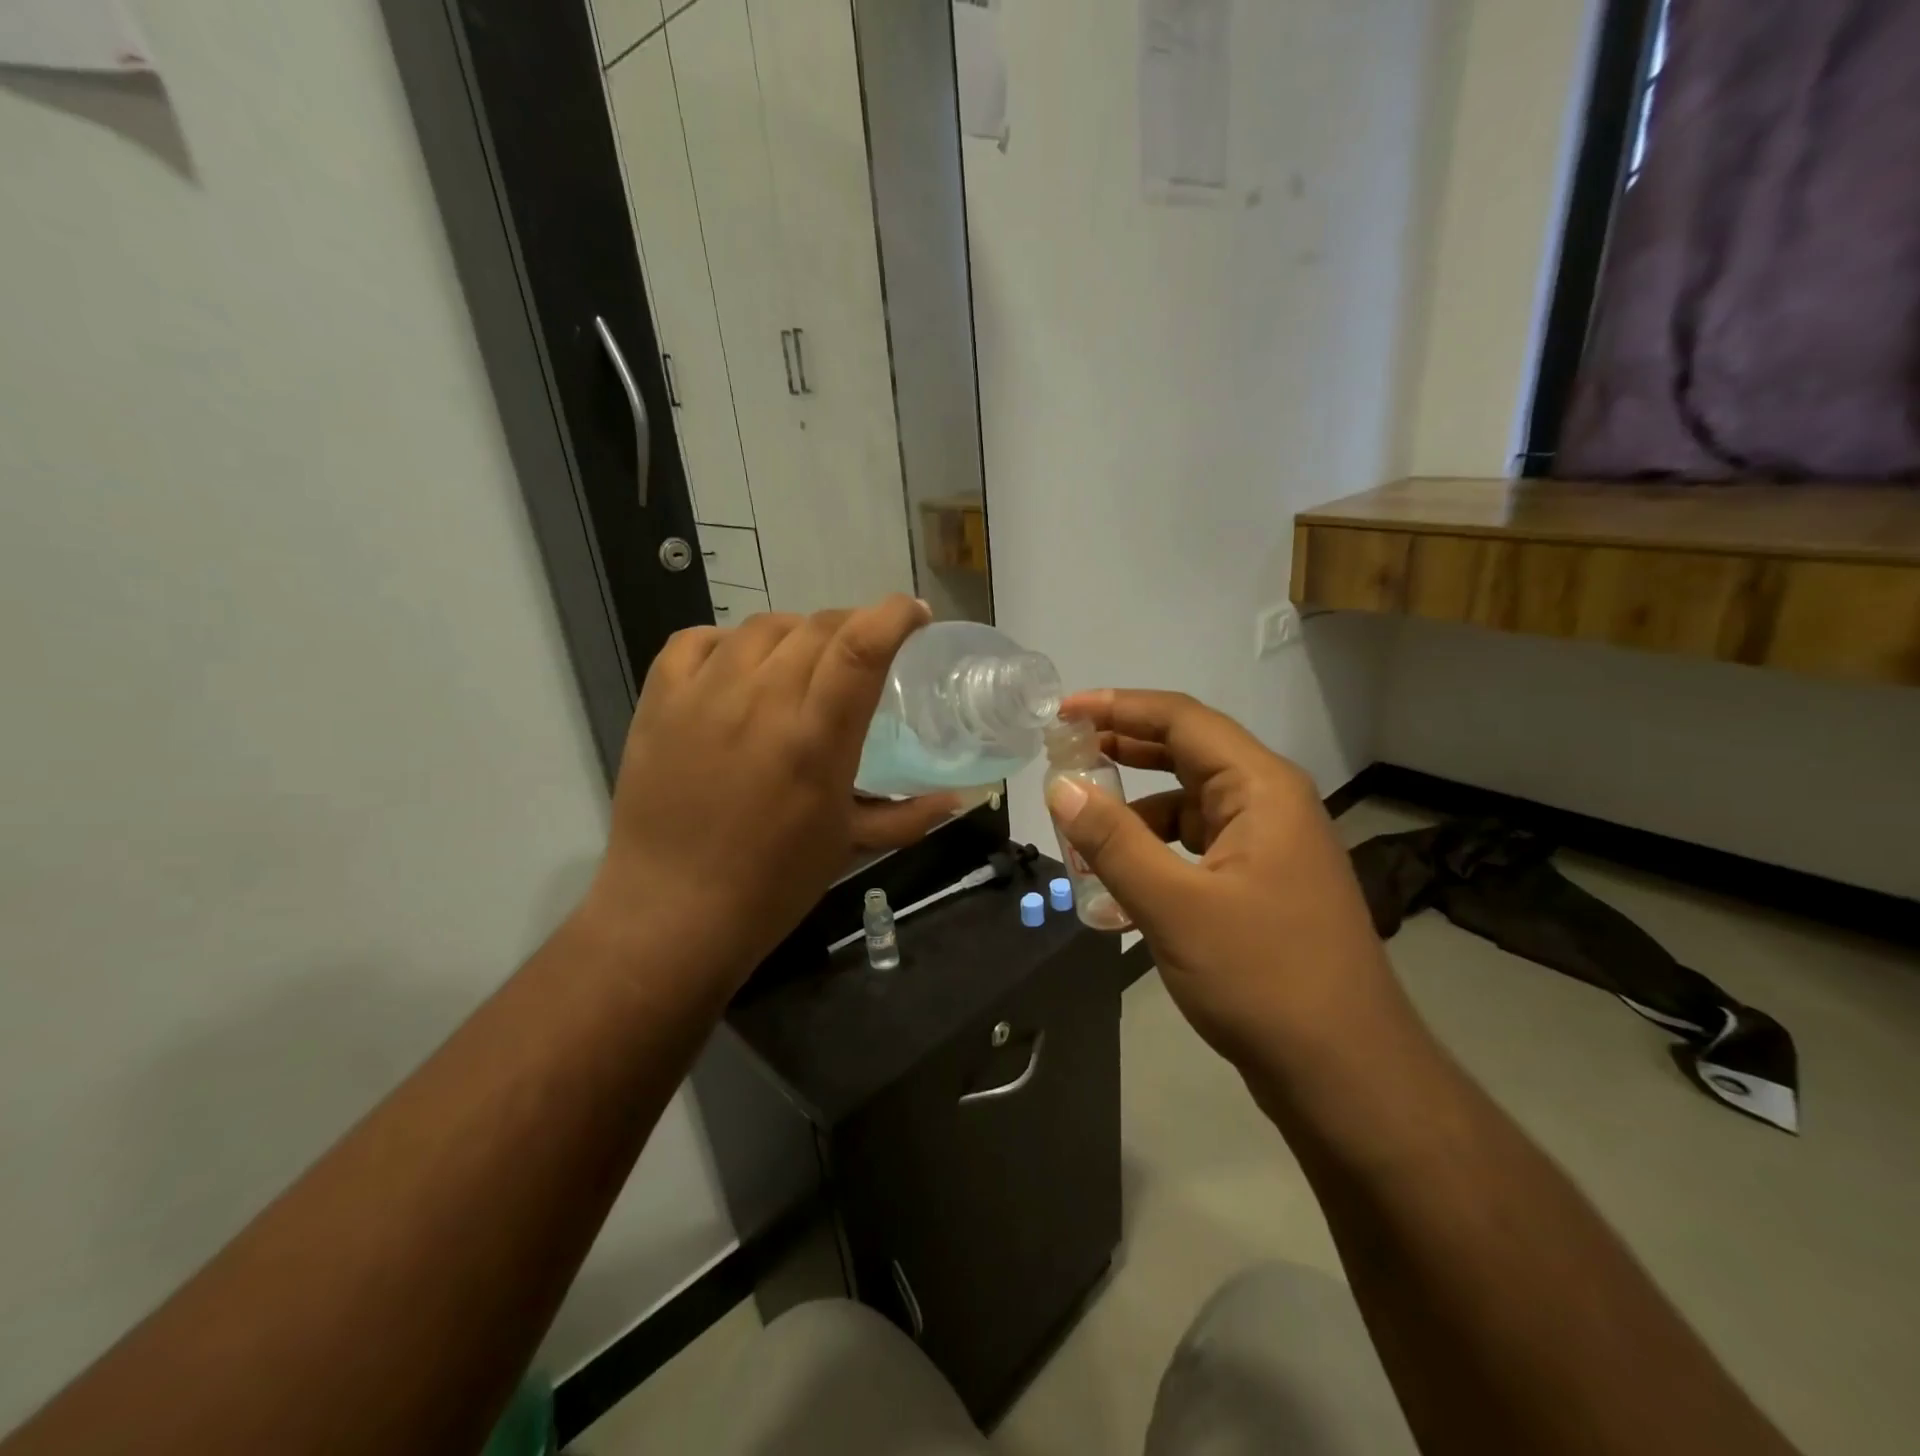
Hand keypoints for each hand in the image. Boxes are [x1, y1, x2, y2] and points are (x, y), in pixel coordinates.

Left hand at [585, 597, 941, 994]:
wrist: (671, 913)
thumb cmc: (771, 886)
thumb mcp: (849, 846)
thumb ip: (909, 815)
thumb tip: (960, 798)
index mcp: (814, 739)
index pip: (861, 646)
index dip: (894, 615)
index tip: (914, 616)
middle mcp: (760, 701)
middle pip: (817, 626)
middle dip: (853, 625)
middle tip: (864, 651)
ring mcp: (703, 695)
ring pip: (762, 627)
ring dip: (797, 632)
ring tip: (804, 661)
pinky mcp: (659, 701)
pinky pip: (697, 640)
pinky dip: (728, 641)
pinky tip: (739, 666)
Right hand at [1048, 690, 1399, 1068]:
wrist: (1346, 1075)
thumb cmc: (1262, 978)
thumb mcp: (1173, 906)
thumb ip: (1113, 841)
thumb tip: (1060, 786)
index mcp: (1260, 788)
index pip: (1182, 720)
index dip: (1118, 708)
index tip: (1061, 712)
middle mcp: (1270, 803)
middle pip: (1187, 754)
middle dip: (1123, 749)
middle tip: (1063, 752)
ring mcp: (1269, 846)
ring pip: (1188, 805)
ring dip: (1135, 812)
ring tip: (1081, 830)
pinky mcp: (1262, 884)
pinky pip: (1197, 848)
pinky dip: (1155, 853)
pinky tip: (1119, 884)